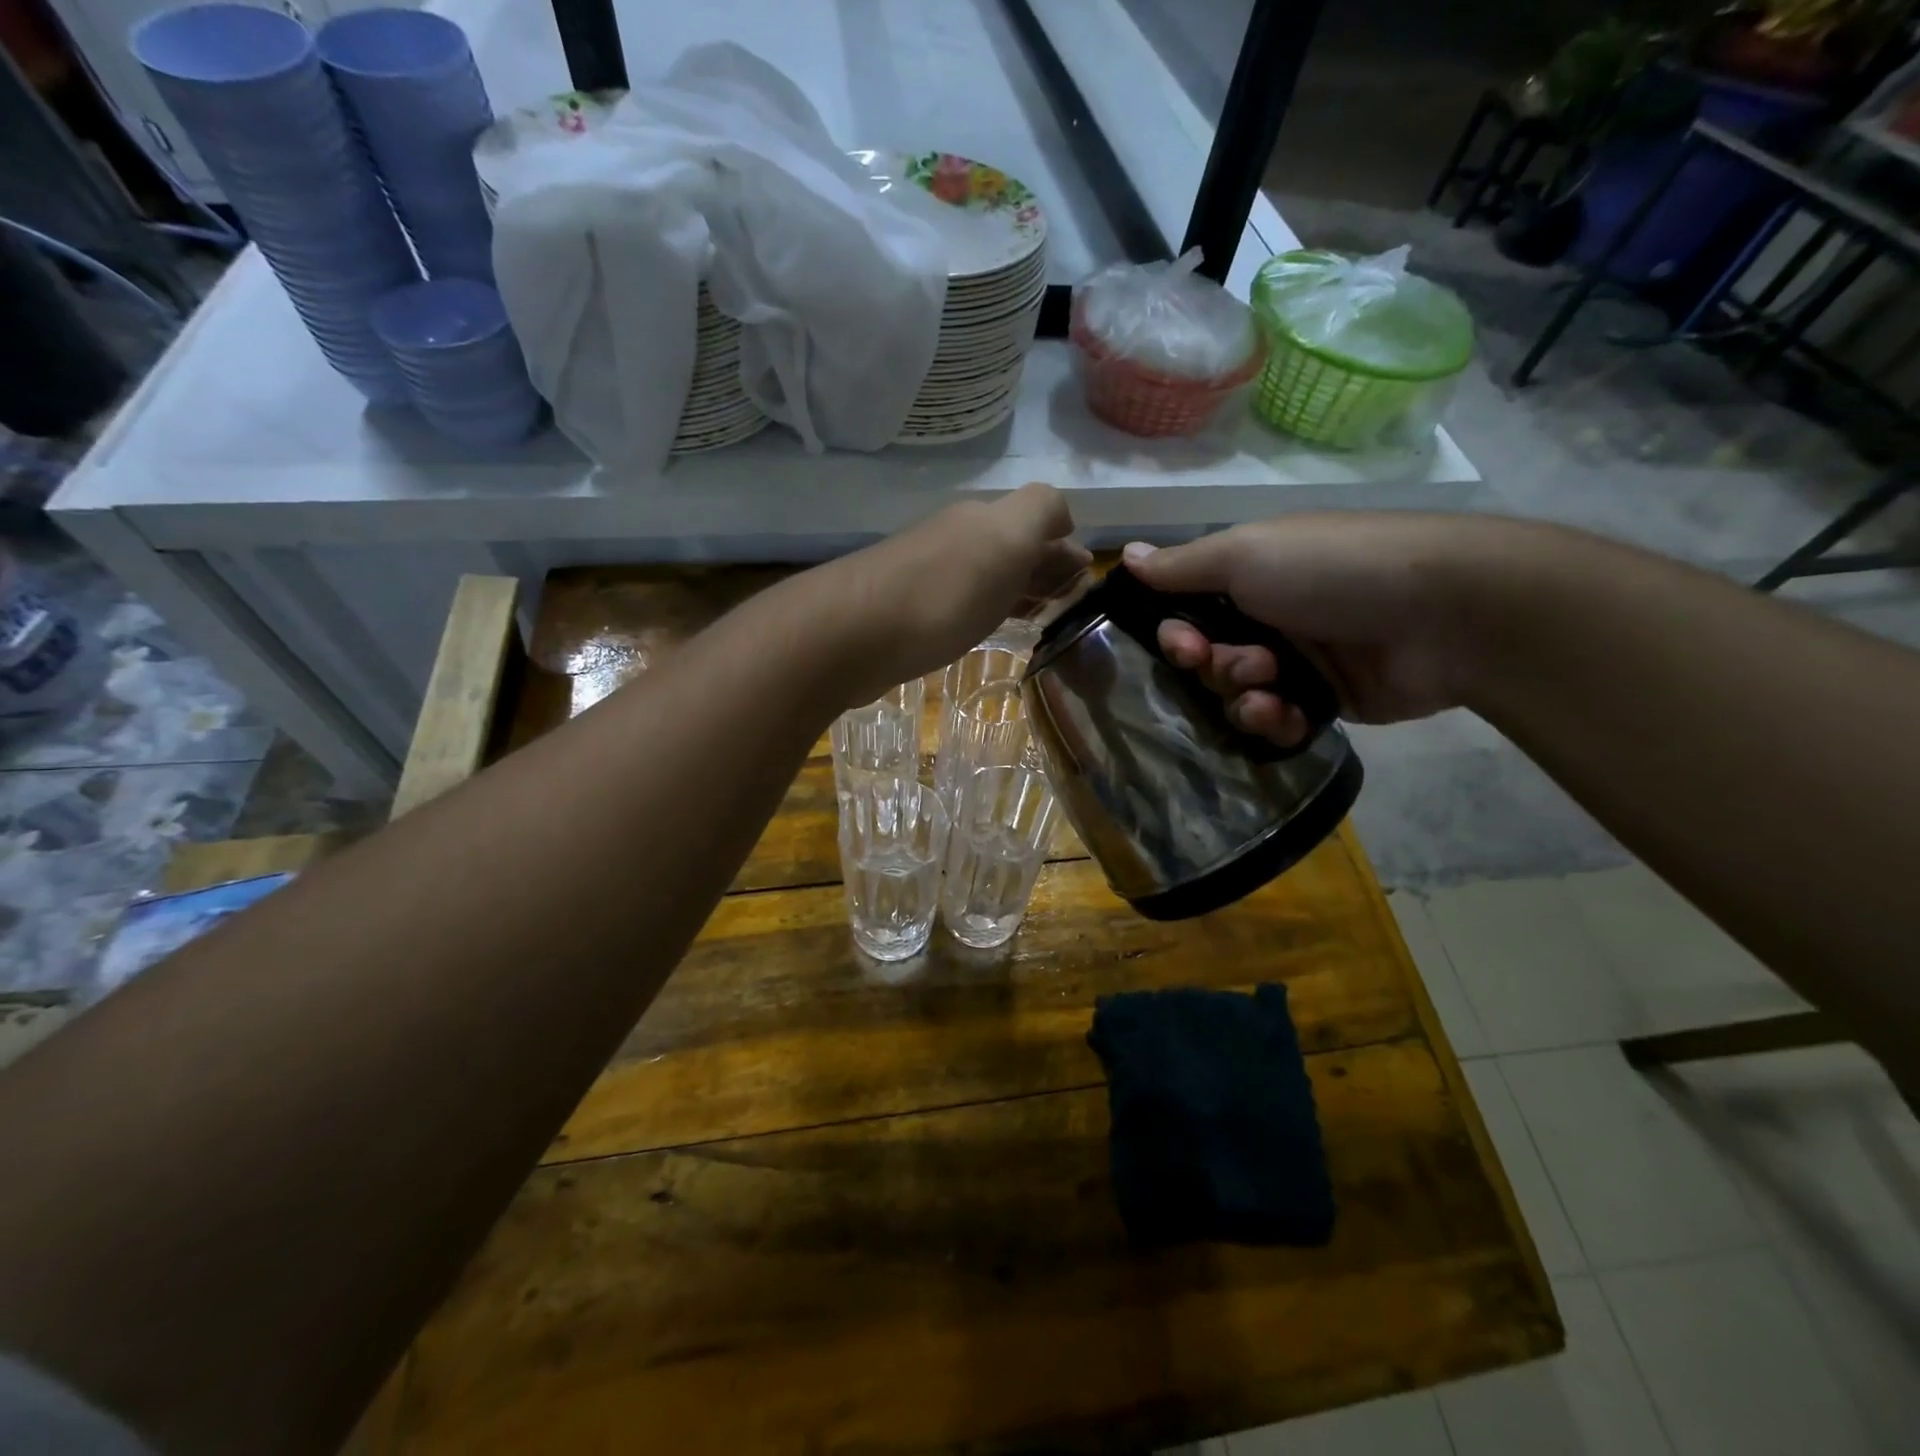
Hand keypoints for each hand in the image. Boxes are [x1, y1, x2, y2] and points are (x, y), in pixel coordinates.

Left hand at [824, 483, 1088, 704]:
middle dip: (1043, 568)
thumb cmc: (941, 592)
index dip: (1064, 546)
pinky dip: (986, 611)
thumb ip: (1041, 513)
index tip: (1084, 583)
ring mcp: (928, 575)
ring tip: (1042, 618)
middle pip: (1011, 547)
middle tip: (1070, 604)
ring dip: (1016, 590)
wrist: (851, 634)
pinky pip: (961, 604)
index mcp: (984, 520)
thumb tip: (1064, 522)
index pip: (1038, 520)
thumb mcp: (1006, 539)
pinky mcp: (908, 614)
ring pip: (987, 575)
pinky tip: (991, 629)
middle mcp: (956, 539)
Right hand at [1123, 513, 1485, 747]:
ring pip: (1239, 695)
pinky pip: (1277, 721)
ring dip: (1243, 697)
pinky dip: (1274, 721)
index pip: (1189, 613)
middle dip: (1214, 667)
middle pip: (1210, 659)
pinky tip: (1286, 715)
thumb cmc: (1332, 570)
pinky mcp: (1327, 701)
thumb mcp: (1246, 553)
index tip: (1180, 645)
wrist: (1445, 612)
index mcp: (1251, 577)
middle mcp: (1270, 617)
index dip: (1176, 634)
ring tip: (1270, 691)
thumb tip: (1125, 557)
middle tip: (1240, 665)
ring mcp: (1301, 661)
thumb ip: (1182, 566)